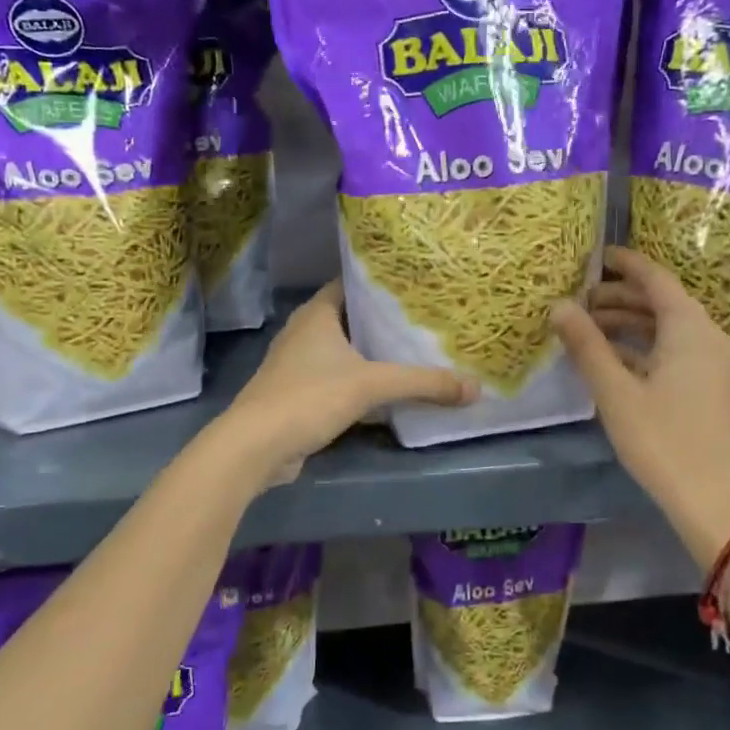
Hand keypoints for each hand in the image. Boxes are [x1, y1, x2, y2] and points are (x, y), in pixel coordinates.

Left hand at [224, 280, 474, 483]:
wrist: (255, 447)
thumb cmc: (309, 397)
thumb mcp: (372, 385)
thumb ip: (424, 383)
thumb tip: (475, 388)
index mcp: (317, 314)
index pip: (352, 284)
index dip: (381, 283)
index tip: (415, 286)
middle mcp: (304, 332)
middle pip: (351, 318)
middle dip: (383, 320)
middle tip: (424, 320)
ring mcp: (297, 365)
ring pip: (343, 351)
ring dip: (371, 354)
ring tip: (413, 351)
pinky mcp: (297, 395)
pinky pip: (336, 379)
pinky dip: (359, 381)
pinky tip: (386, 391)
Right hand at [550, 246, 729, 568]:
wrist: (716, 501)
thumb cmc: (663, 441)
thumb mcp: (616, 392)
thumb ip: (586, 345)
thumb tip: (559, 306)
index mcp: (689, 328)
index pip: (655, 278)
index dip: (625, 264)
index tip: (594, 257)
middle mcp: (708, 336)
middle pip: (661, 302)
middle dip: (619, 297)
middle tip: (578, 301)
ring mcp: (714, 363)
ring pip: (667, 328)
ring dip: (629, 324)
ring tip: (587, 330)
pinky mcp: (711, 387)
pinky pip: (675, 350)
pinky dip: (644, 347)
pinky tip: (613, 360)